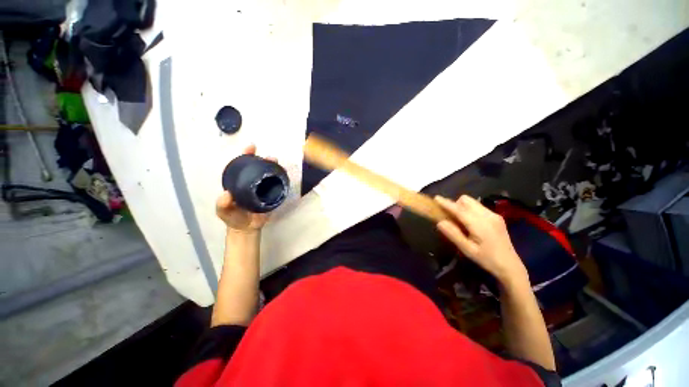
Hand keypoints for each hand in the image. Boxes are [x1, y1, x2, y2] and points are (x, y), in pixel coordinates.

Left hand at [216, 145, 274, 232]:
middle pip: (259, 168)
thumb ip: (222, 204)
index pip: (243, 166)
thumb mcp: (223, 211)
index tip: (251, 147)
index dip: (247, 155)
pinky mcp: (272, 195)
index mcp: (240, 182)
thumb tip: (227, 193)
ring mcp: (263, 189)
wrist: (246, 228)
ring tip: (277, 164)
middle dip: (264, 160)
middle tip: (270, 158)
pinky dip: (280, 179)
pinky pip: (277, 186)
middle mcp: (252, 183)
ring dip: (274, 168)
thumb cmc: (233, 218)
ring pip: (270, 175)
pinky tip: (283, 175)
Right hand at [435, 195, 527, 283]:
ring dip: (462, 206)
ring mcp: (494, 215)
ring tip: (459, 219)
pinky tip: (470, 222)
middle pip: (466, 200)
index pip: (459, 210)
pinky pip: (478, 206)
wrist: (511, 266)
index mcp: (480, 224)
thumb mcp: (467, 250)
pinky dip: (470, 209)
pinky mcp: (497, 216)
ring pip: (473, 202)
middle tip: (449, 215)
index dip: (447, 203)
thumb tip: (439, 222)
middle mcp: (487, 215)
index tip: (436, 198)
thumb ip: (453, 234)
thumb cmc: (486, 259)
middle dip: (455, 204)